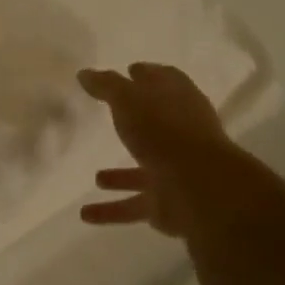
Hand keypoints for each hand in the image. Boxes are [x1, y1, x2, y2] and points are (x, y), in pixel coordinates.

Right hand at [77, 63, 239, 236]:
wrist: (199, 188)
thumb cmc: (164, 131)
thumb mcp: (129, 99)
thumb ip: (106, 86)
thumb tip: (85, 73)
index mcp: (178, 103)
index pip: (165, 81)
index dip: (148, 75)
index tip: (131, 70)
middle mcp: (181, 135)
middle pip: (156, 125)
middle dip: (135, 123)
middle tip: (112, 116)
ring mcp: (176, 170)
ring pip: (142, 171)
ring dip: (121, 176)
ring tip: (96, 176)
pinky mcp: (168, 203)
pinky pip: (133, 205)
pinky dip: (111, 210)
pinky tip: (86, 214)